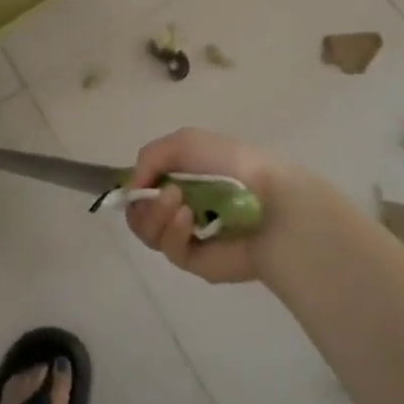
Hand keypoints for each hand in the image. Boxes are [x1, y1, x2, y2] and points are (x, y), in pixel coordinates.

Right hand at [124, 128, 303, 284]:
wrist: (270, 200)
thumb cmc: (230, 164)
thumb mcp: (183, 142)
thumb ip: (149, 157)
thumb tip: (133, 188)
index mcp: (182, 177)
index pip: (143, 187)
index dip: (135, 187)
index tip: (137, 183)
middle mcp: (182, 205)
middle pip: (139, 212)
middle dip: (145, 202)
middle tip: (166, 194)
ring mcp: (188, 235)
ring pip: (148, 232)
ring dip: (156, 215)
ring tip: (180, 204)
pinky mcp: (196, 261)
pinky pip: (169, 249)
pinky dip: (173, 232)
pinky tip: (189, 221)